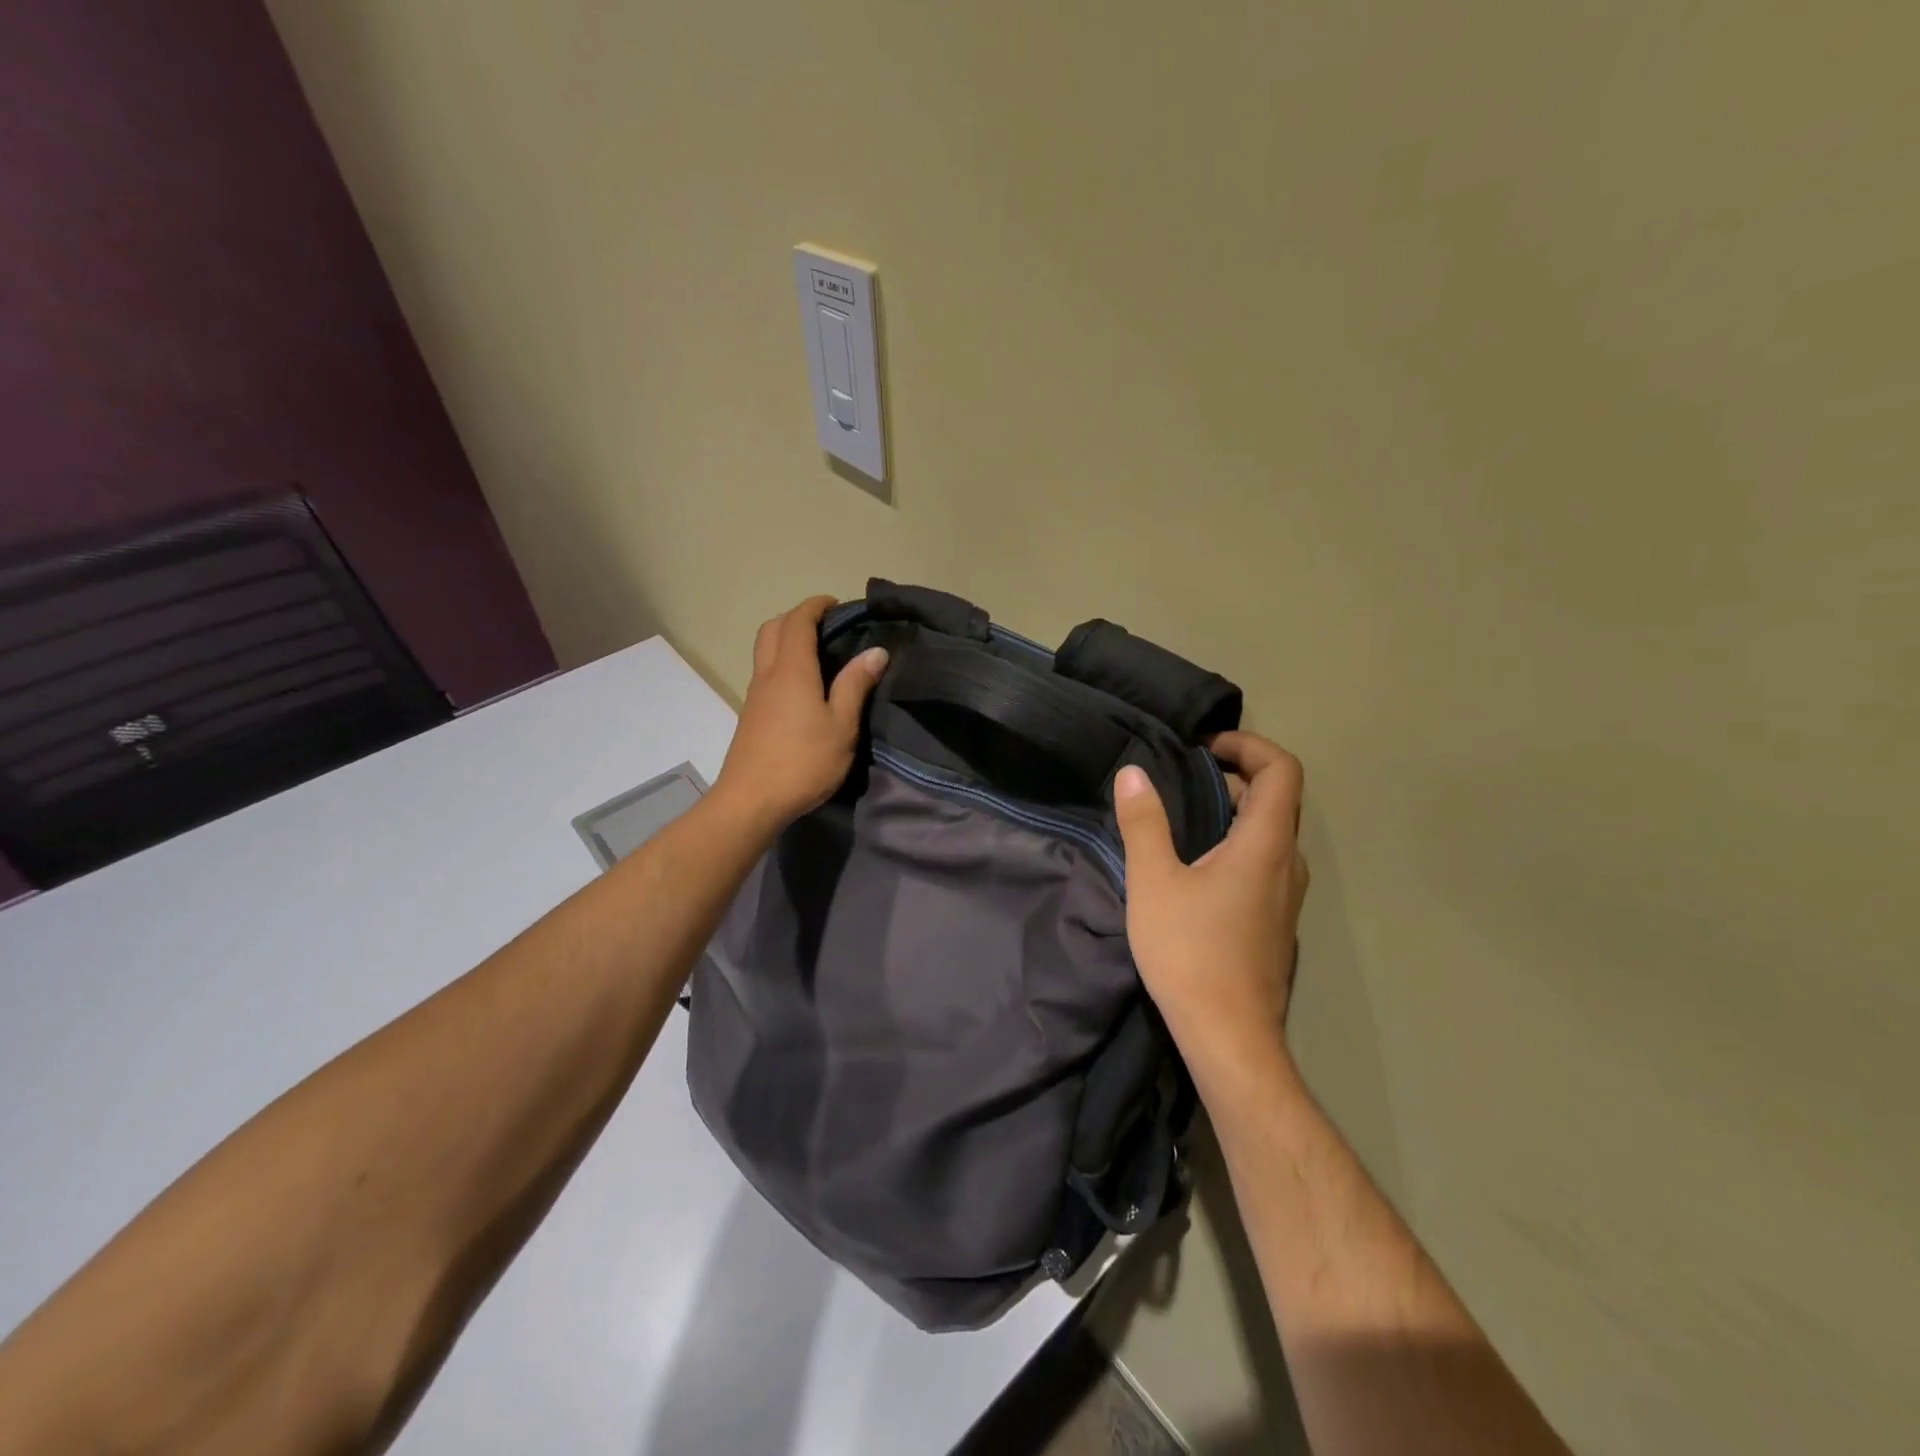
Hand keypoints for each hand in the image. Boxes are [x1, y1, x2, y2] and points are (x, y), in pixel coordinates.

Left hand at [712, 596, 888, 835]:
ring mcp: (755, 695)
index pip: (798, 621)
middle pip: (773, 628)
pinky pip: (765, 673)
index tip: (837, 605)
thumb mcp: (842, 726)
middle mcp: (768, 674)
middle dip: (797, 617)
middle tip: (826, 627)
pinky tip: (804, 687)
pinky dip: (783, 663)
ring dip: (787, 639)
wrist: (751, 801)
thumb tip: (876, 651)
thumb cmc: (803, 762)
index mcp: (792, 670)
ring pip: (765, 650)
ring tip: (819, 655)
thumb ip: (855, 686)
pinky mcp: (751, 715)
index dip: (815, 606)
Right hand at [1114, 732, 1308, 1086]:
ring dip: (1233, 812)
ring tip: (1182, 817)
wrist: (1230, 1038)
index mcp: (1266, 844)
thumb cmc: (1191, 953)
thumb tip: (1134, 773)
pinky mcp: (1275, 922)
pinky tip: (1194, 868)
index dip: (1249, 745)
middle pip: (1276, 798)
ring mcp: (1286, 896)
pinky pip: (1264, 863)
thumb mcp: (1154, 882)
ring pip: (1270, 834)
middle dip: (1232, 776)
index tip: (1203, 749)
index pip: (1282, 770)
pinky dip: (1236, 844)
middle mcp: (1288, 864)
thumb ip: (1144, 823)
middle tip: (1181, 778)